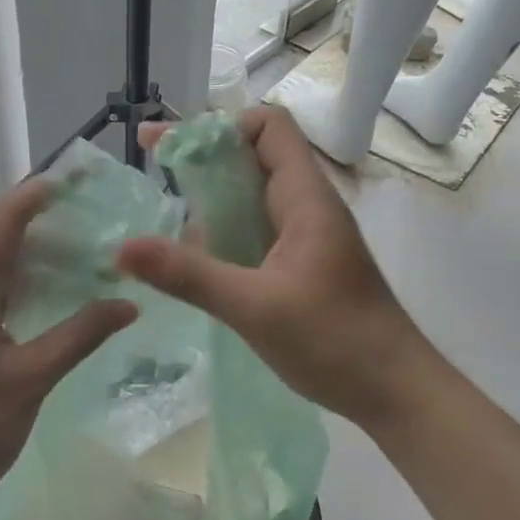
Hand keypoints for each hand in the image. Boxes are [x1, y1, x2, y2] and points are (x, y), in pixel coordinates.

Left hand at [0, 178, 136, 519]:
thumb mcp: (31, 380)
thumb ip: (80, 335)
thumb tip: (129, 303)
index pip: (2, 220)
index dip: (37, 194)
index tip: (80, 182)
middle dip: (40, 218)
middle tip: (93, 216)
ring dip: (30, 250)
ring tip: (81, 249)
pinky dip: (18, 280)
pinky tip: (49, 294)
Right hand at [116, 105, 436, 432]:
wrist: (396, 393)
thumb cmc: (336, 342)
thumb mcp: (254, 307)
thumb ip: (189, 275)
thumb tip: (123, 247)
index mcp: (305, 198)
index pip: (269, 126)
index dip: (222, 126)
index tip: (174, 150)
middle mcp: (307, 206)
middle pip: (254, 156)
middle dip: (204, 159)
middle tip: (152, 174)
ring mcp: (306, 237)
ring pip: (253, 196)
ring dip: (211, 199)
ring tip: (164, 221)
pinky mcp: (302, 265)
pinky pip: (256, 230)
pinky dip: (224, 232)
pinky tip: (195, 261)